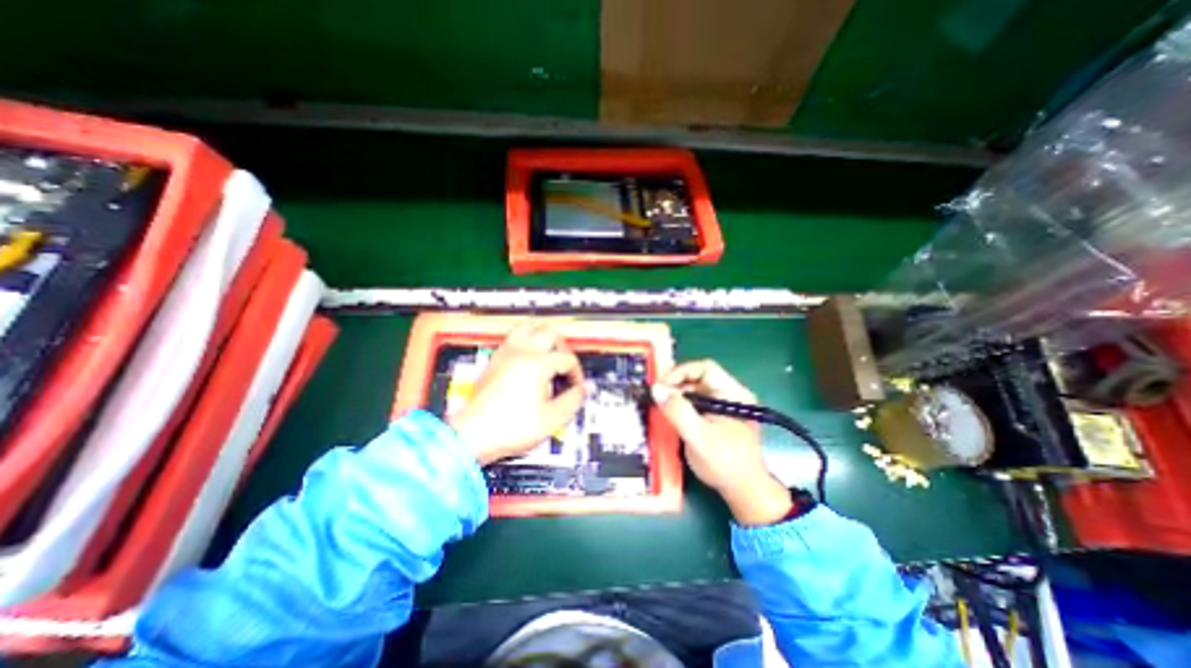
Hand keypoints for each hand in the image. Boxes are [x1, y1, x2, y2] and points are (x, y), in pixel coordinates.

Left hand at [449, 322, 587, 466]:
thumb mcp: (551, 419)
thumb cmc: (512, 428)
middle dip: (563, 347)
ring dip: (542, 336)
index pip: (567, 359)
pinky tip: (528, 358)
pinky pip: (513, 337)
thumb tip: (584, 388)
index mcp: (538, 364)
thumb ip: (572, 400)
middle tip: (565, 366)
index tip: (576, 389)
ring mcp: (505, 353)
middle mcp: (522, 352)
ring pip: (528, 327)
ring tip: (548, 353)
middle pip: (550, 333)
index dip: (577, 373)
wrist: (472, 436)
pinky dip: (526, 340)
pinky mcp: (494, 359)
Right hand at [651, 361, 788, 527]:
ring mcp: (724, 405)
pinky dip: (681, 405)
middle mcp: (730, 394)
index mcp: (733, 393)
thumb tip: (656, 389)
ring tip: (661, 406)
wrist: (744, 491)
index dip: (680, 372)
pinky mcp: (717, 416)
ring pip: (696, 389)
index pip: (704, 368)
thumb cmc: (725, 464)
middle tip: (657, 397)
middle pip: (698, 377)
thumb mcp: (699, 437)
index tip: (661, 387)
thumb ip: (678, 412)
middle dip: (676, 384)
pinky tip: (671, 415)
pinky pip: (696, 402)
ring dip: (677, 395)